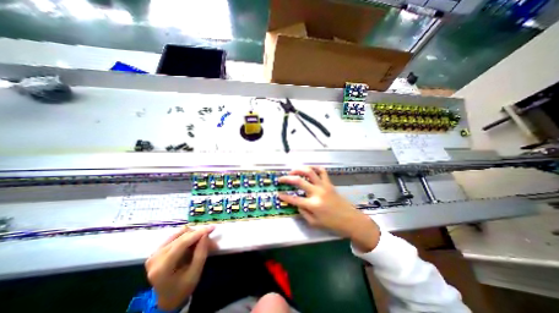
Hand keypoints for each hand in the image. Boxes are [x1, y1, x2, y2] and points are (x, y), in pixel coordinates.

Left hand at [146, 225, 215, 310]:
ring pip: (180, 234)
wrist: (166, 298)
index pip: (182, 243)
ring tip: (202, 243)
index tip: (212, 227)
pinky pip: (176, 236)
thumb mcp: (195, 274)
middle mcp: (156, 257)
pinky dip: (188, 236)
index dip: (198, 233)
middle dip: (199, 236)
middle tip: (211, 242)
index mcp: (162, 268)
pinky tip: (193, 242)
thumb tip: (205, 235)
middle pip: (182, 237)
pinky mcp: (157, 250)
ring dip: (194, 235)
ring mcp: (155, 253)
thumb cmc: (182, 288)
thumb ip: (201, 254)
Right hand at [278, 166, 379, 251]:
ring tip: (293, 171)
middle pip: (298, 181)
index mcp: (312, 204)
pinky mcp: (329, 183)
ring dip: (299, 169)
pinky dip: (315, 168)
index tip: (278, 193)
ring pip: (310, 172)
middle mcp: (317, 192)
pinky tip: (309, 169)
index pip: (294, 199)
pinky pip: (322, 171)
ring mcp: (324, 186)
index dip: (284, 196)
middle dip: (287, 178)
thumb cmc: (332, 224)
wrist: (351, 220)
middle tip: (280, 179)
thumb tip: (297, 203)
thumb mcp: (314, 223)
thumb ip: (303, 212)